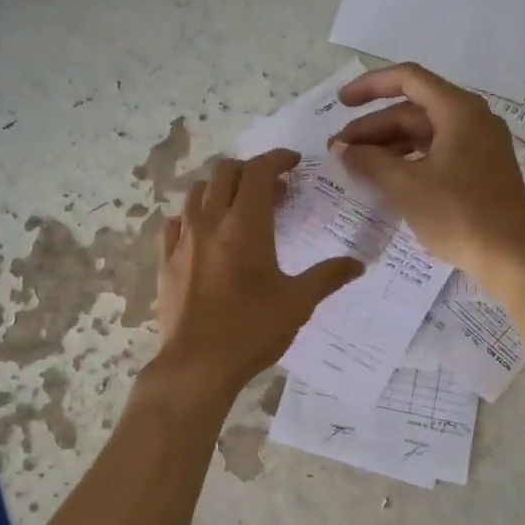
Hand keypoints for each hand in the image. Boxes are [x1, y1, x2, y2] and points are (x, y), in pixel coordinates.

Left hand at [155, 149, 363, 392]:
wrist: (197, 365)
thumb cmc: (252, 329)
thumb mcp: (298, 303)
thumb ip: (328, 277)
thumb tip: (358, 264)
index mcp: (245, 224)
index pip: (258, 171)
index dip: (277, 159)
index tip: (293, 163)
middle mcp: (210, 221)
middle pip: (225, 173)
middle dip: (250, 170)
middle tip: (273, 188)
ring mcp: (183, 240)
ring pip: (197, 193)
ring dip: (221, 189)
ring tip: (240, 207)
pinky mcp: (166, 261)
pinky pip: (176, 223)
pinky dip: (194, 216)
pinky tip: (205, 233)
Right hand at [330, 63, 524, 279]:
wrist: (513, 257)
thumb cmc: (459, 215)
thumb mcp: (406, 186)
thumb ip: (369, 161)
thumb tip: (342, 149)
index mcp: (459, 110)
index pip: (408, 79)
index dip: (370, 86)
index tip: (341, 104)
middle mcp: (473, 119)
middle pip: (414, 110)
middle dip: (374, 127)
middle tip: (339, 150)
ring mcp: (480, 145)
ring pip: (425, 133)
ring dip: (389, 145)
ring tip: (356, 165)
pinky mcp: (481, 170)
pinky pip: (438, 152)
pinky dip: (410, 160)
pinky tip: (387, 178)